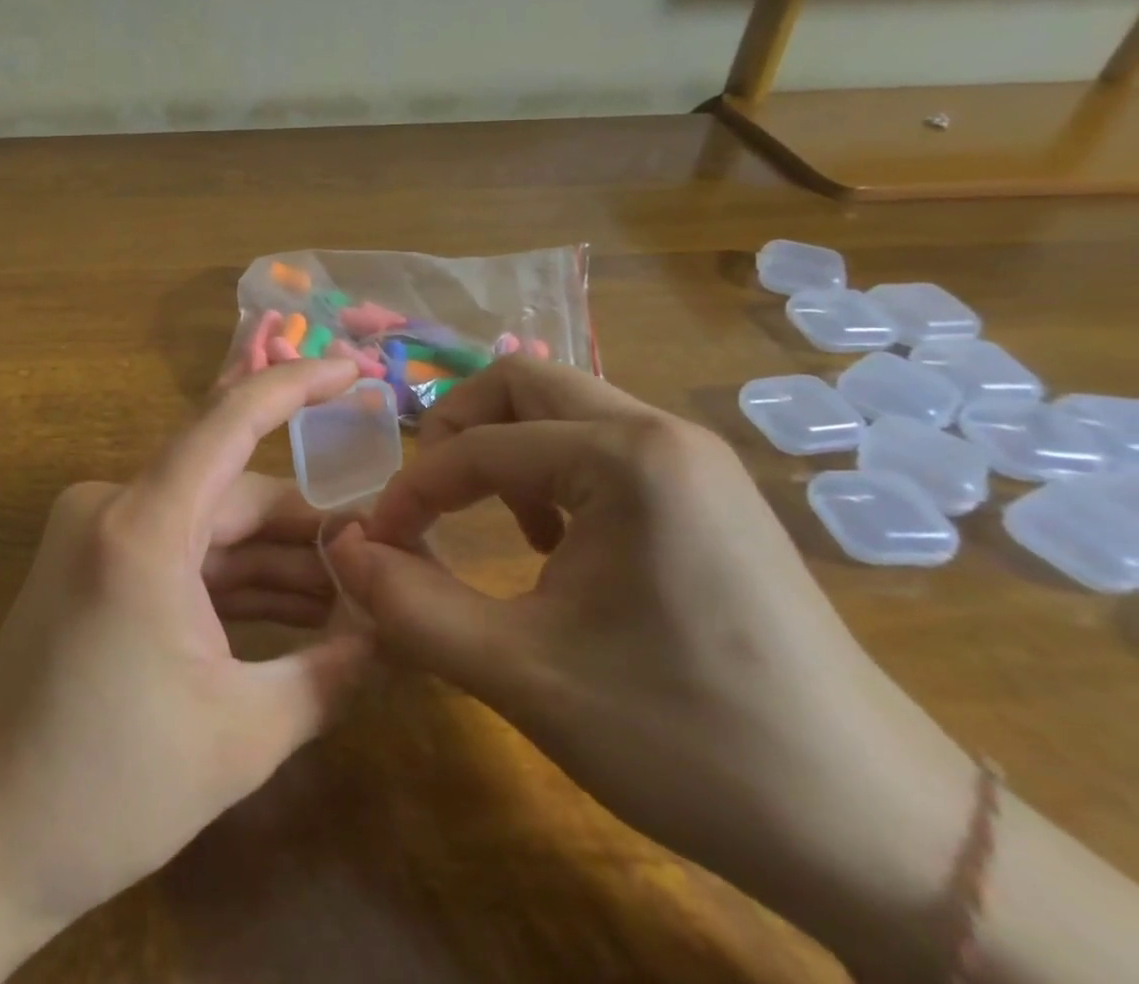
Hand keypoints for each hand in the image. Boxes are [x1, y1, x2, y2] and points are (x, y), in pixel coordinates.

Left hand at [0, 359, 371, 983]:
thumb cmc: (108, 788)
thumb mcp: (242, 736)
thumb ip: (329, 672)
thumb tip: (388, 632)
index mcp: (143, 528)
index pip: (230, 421)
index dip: (295, 384)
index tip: (353, 367)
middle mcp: (114, 506)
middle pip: (232, 491)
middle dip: (306, 528)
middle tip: (381, 563)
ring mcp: (99, 530)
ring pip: (209, 522)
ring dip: (275, 557)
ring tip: (351, 598)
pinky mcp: (95, 560)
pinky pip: (181, 549)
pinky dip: (233, 575)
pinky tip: (294, 610)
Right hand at [326, 358, 978, 977]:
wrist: (881, 836)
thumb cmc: (690, 743)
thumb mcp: (524, 675)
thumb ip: (411, 606)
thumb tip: (338, 551)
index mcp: (625, 458)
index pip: (477, 446)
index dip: (410, 491)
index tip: (375, 544)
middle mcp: (662, 432)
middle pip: (521, 383)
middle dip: (455, 429)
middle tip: (424, 497)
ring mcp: (694, 459)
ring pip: (562, 409)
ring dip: (504, 449)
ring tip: (492, 524)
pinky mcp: (710, 494)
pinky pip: (601, 446)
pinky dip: (550, 471)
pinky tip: (554, 546)